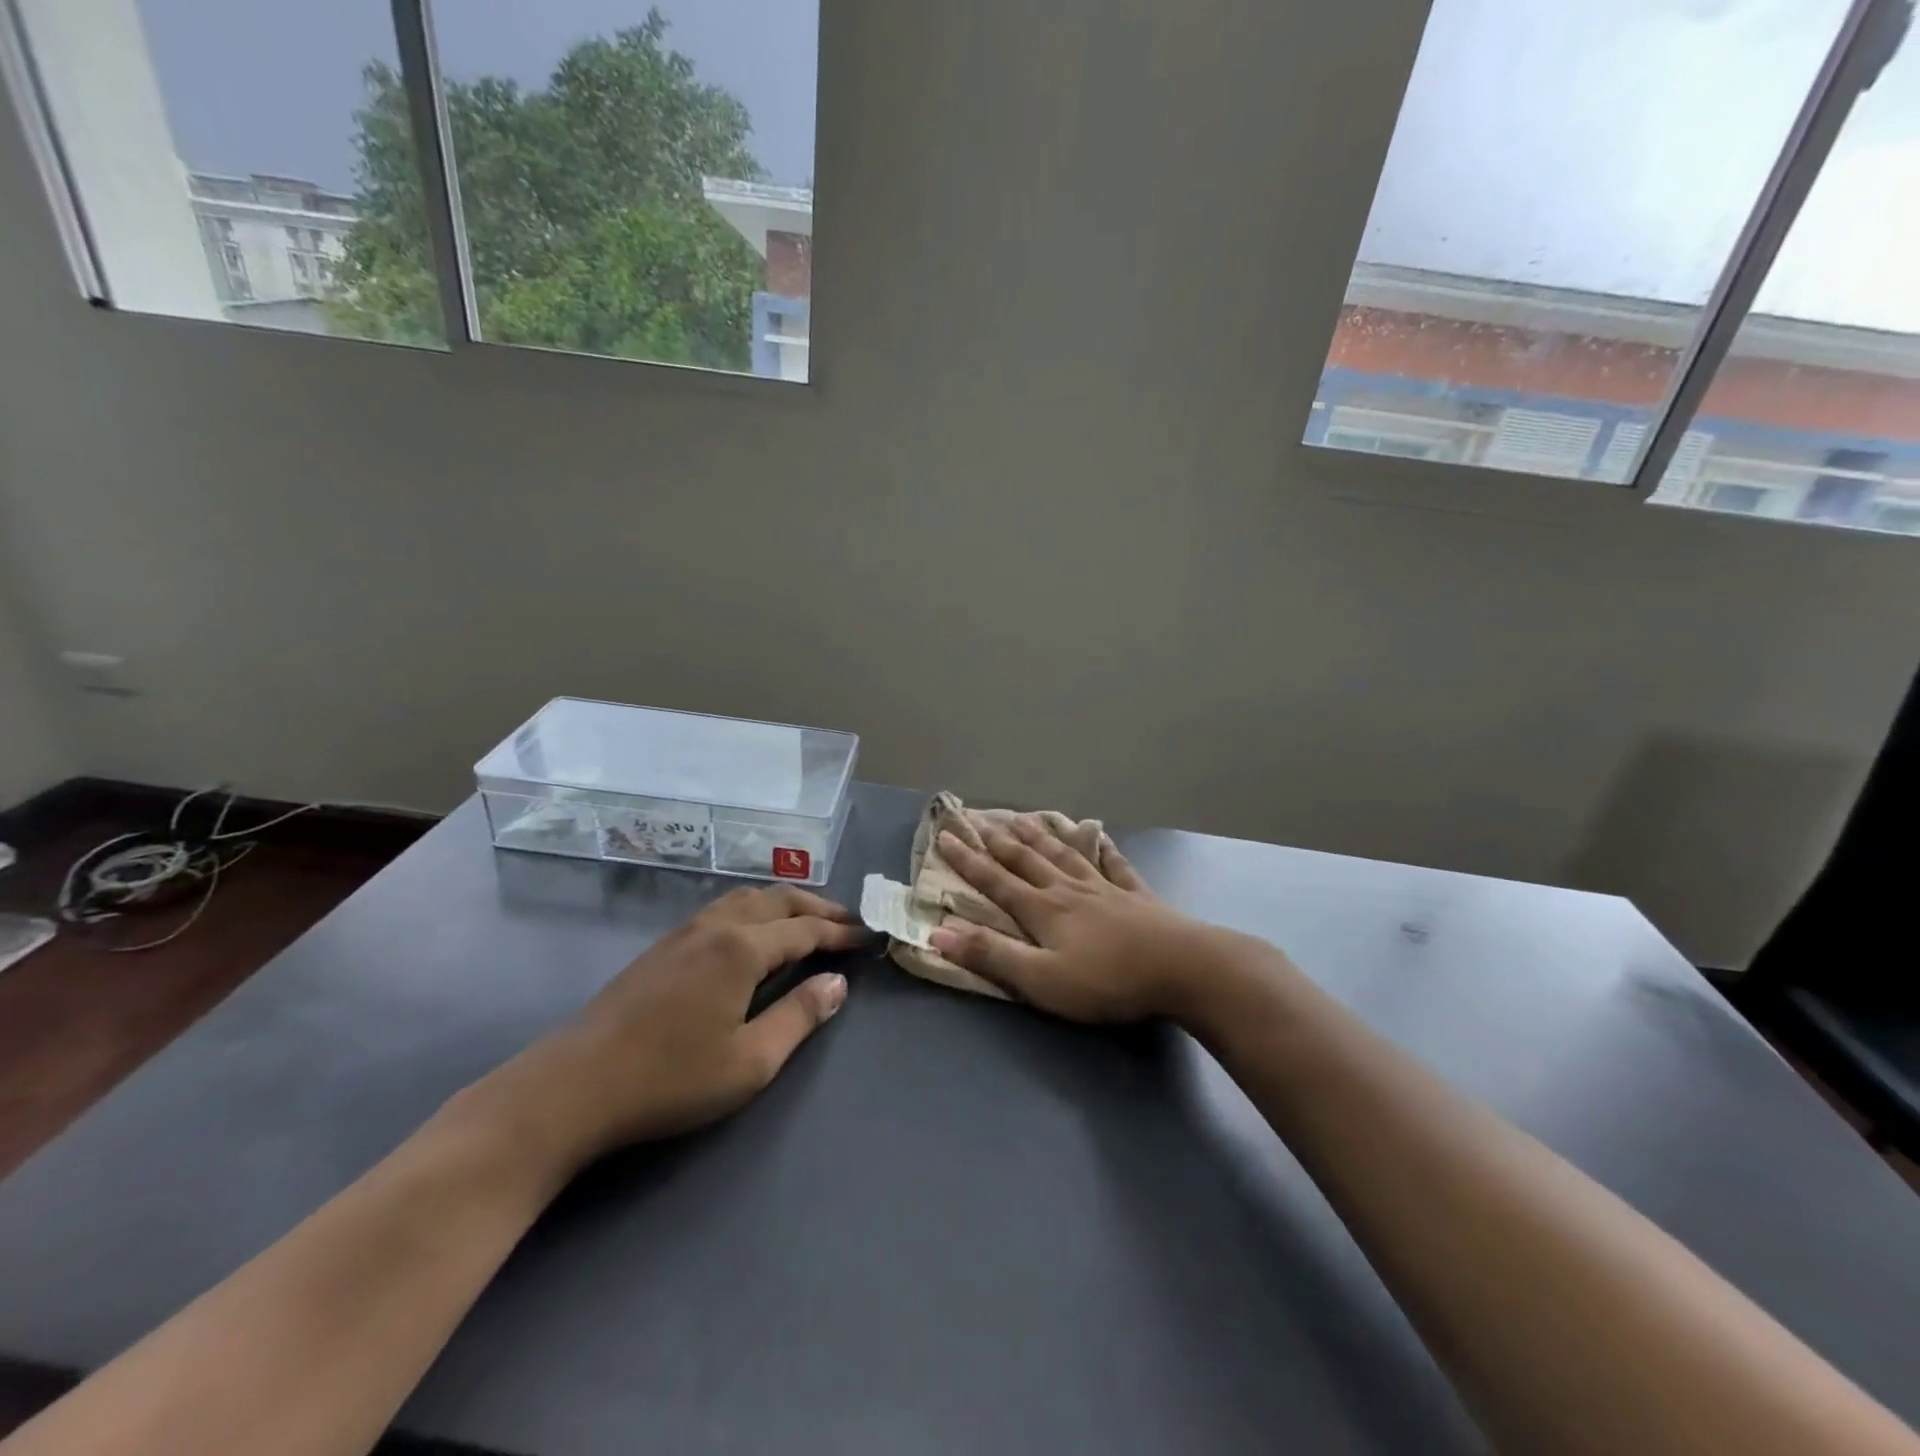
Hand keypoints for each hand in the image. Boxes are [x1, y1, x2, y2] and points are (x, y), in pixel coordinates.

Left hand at [476, 886, 865, 1173]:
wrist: (574, 1086)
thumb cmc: (670, 1078)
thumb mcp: (750, 1061)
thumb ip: (799, 1017)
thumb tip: (838, 984)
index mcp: (742, 948)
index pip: (805, 930)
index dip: (840, 933)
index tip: (867, 938)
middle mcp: (717, 926)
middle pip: (778, 900)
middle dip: (817, 908)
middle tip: (847, 922)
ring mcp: (685, 932)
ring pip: (746, 897)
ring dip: (784, 903)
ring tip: (806, 920)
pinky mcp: (662, 947)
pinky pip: (722, 909)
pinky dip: (754, 909)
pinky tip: (753, 934)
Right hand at [929, 817, 1238, 1024]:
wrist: (1182, 968)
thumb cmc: (1106, 980)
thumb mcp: (1040, 979)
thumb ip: (991, 955)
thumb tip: (938, 933)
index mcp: (1043, 910)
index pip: (996, 880)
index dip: (968, 860)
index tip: (946, 836)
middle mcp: (1068, 890)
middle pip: (1027, 859)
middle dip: (998, 840)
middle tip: (978, 818)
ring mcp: (1105, 888)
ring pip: (1065, 854)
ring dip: (1041, 836)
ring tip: (1024, 818)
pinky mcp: (1136, 895)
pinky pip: (1114, 864)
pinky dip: (1103, 849)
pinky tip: (1099, 837)